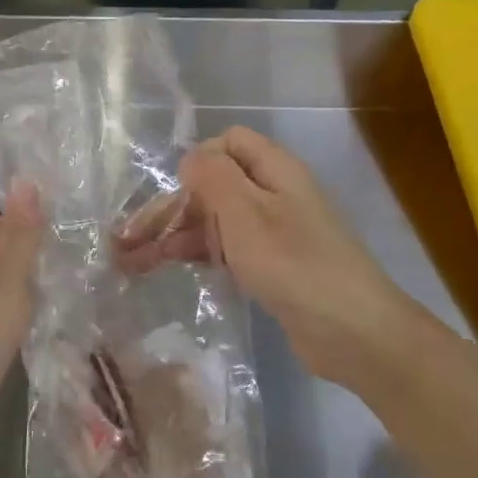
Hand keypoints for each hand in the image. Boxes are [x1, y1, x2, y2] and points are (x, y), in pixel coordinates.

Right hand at [115, 127, 432, 397]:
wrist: (354, 333)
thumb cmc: (294, 263)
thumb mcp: (246, 212)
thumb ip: (213, 177)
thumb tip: (190, 158)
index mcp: (273, 170)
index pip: (227, 143)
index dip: (197, 162)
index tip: (174, 195)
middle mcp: (273, 194)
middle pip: (213, 186)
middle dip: (169, 209)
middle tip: (122, 240)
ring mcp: (273, 232)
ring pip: (214, 222)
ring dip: (172, 236)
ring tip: (126, 263)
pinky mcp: (271, 267)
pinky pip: (226, 250)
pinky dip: (195, 256)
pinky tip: (163, 270)